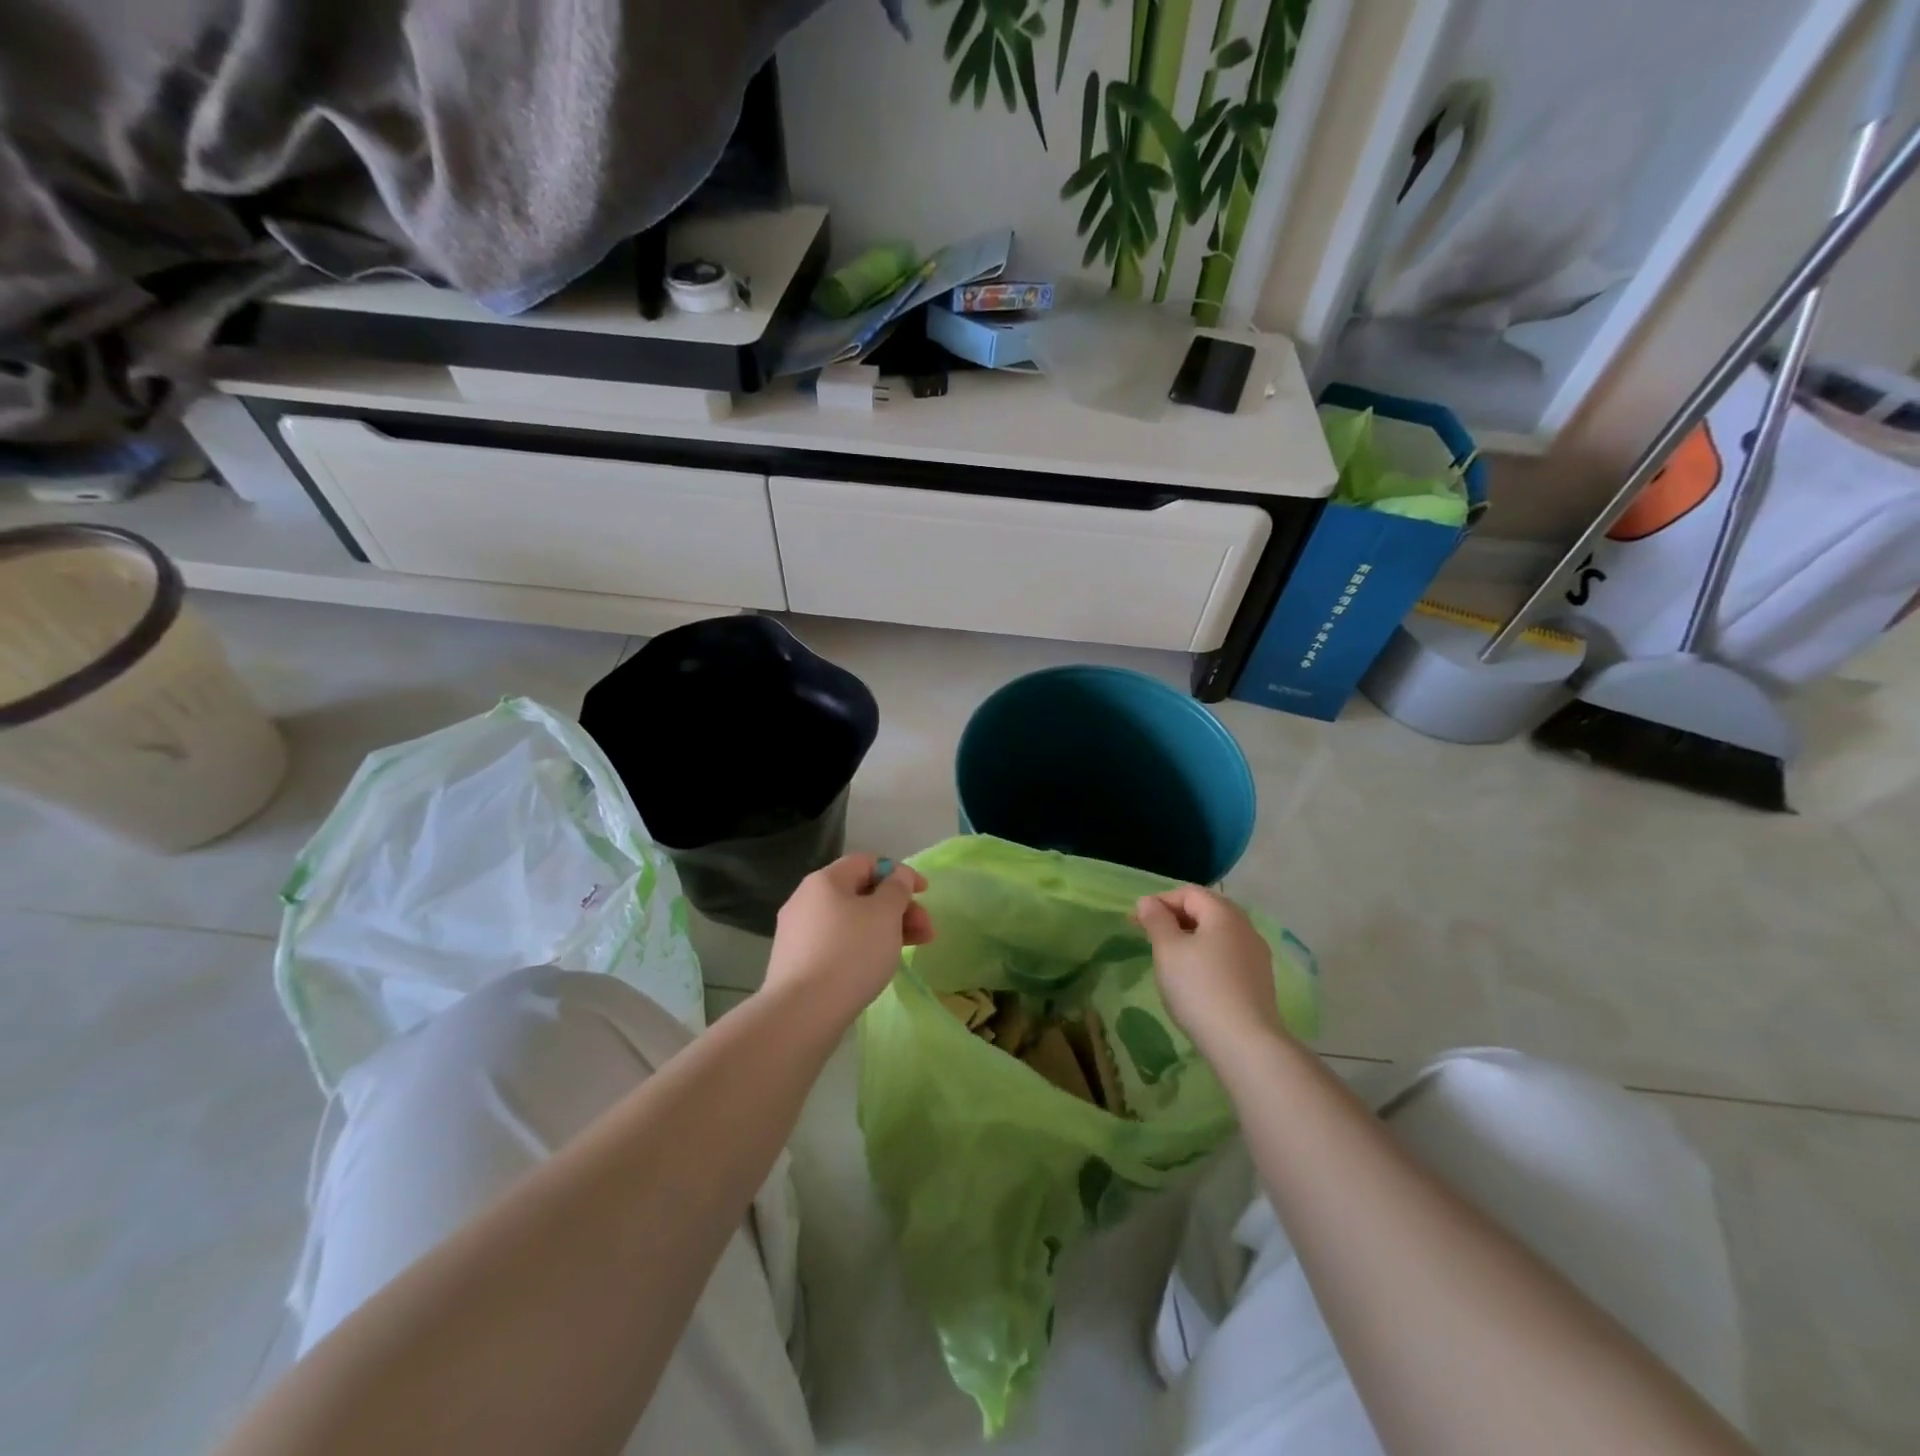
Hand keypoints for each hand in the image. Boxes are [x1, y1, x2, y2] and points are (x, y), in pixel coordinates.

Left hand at [763, 854, 933, 1026]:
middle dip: (898, 908)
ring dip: (886, 929)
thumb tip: (898, 876)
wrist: (802, 1013)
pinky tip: (879, 966)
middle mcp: (806, 900)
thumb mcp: (885, 914)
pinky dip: (863, 947)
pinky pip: (838, 945)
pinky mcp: (797, 963)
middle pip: (860, 894)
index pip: (866, 862)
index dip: (899, 872)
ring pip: (851, 922)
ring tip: (913, 949)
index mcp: (824, 881)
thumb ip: (897, 888)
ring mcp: (798, 934)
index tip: (924, 893)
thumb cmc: (850, 954)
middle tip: (926, 930)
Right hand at [1135, 885, 1284, 1064]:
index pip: (1188, 893)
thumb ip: (1156, 921)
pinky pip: (1228, 955)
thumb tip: (1147, 901)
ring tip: (1169, 957)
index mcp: (1224, 913)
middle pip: (1206, 910)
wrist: (1245, 1043)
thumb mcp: (1168, 950)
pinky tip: (1195, 977)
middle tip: (1150, 935)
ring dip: (1191, 937)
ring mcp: (1257, 955)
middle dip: (1175, 917)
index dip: (1159, 901)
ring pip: (1218, 933)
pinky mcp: (1260, 980)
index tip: (1135, 921)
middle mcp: (1246, 927)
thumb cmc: (1199, 988)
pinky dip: (1207, 955)